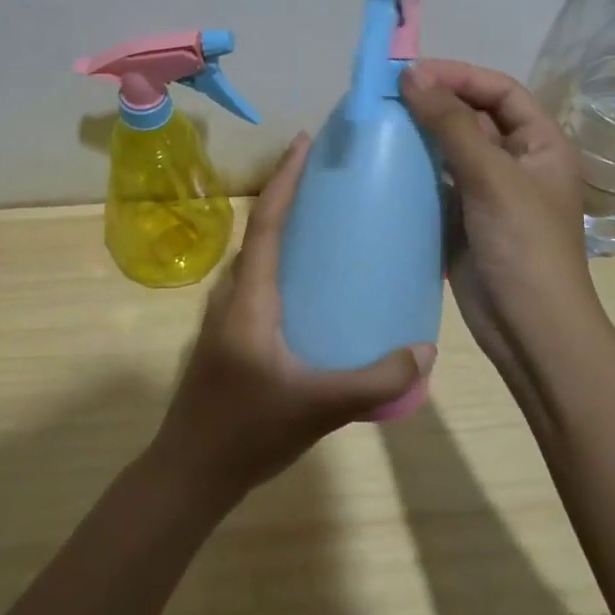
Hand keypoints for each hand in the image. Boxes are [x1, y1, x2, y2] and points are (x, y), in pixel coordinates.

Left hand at [149, 133, 433, 504]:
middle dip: (290, 196)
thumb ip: (375, 381)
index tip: (304, 142)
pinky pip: (257, 282)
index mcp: (249, 297)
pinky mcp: (228, 335)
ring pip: (256, 258)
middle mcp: (231, 295)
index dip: (285, 179)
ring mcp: (225, 315)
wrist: (189, 471)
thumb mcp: (318, 406)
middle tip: (331, 179)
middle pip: (260, 231)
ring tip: (327, 223)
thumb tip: (425, 352)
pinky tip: (312, 286)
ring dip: (284, 230)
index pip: (267, 223)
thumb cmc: (247, 430)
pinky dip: (282, 263)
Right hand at [399, 60, 604, 409]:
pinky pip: (435, 182)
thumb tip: (412, 75)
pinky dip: (412, 170)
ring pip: (450, 149)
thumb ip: (452, 124)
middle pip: (472, 117)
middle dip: (434, 102)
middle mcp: (515, 161)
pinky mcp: (462, 219)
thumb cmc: (523, 245)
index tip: (412, 73)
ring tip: (377, 122)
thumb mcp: (492, 177)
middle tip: (385, 95)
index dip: (459, 76)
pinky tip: (382, 163)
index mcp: (540, 144)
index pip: (500, 91)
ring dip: (419, 135)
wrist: (528, 328)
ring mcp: (487, 192)